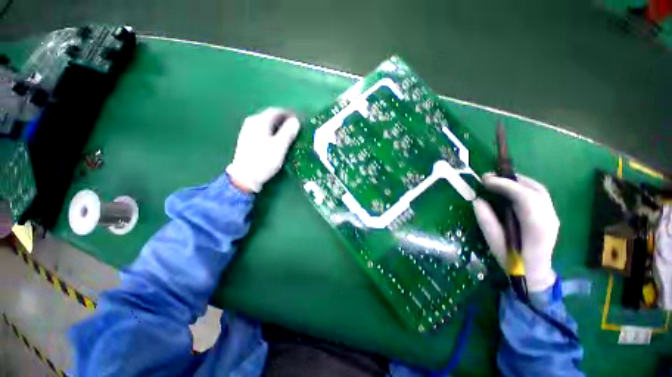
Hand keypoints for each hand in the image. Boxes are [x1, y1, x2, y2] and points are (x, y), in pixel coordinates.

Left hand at [226, 108, 300, 192]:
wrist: (244, 176)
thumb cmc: (263, 161)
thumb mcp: (279, 147)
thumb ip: (288, 133)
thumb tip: (296, 121)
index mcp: (260, 122)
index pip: (276, 111)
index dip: (288, 114)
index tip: (298, 118)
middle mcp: (252, 122)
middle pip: (269, 116)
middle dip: (283, 119)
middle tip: (294, 126)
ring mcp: (247, 130)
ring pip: (265, 123)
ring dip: (277, 125)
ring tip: (287, 132)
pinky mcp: (247, 139)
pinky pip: (262, 129)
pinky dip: (271, 131)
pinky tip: (275, 138)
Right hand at [472, 173, 558, 291]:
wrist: (535, 273)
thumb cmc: (513, 261)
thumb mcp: (494, 243)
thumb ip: (486, 221)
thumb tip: (478, 200)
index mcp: (537, 228)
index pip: (525, 198)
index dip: (505, 185)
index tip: (485, 180)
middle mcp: (550, 218)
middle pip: (534, 190)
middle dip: (510, 180)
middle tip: (488, 177)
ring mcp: (553, 215)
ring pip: (538, 189)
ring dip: (517, 181)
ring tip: (497, 179)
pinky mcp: (550, 214)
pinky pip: (539, 194)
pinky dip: (524, 186)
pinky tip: (510, 187)